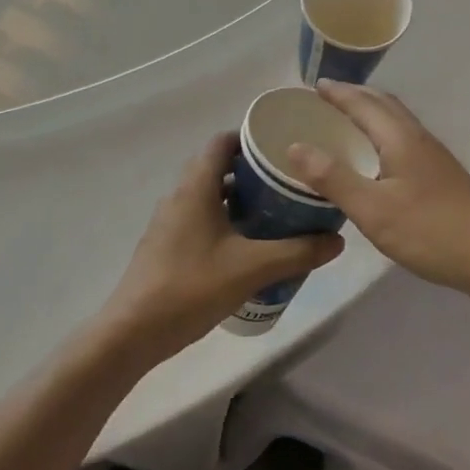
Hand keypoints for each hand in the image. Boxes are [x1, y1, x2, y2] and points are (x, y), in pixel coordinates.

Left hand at [107, 133, 344, 361]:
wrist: (132, 332)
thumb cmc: (191, 287)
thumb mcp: (252, 268)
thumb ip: (297, 252)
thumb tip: (337, 240)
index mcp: (196, 186)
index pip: (222, 142)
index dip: (250, 137)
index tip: (282, 146)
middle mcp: (179, 195)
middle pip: (217, 167)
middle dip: (252, 170)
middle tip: (287, 181)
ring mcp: (169, 221)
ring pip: (209, 195)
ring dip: (239, 197)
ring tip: (274, 211)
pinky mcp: (166, 245)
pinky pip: (200, 217)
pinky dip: (224, 219)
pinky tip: (246, 245)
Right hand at [284, 82, 469, 303]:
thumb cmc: (429, 231)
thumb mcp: (372, 209)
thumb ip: (333, 178)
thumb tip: (294, 146)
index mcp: (399, 138)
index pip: (363, 104)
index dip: (337, 93)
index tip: (312, 87)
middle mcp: (418, 137)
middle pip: (384, 104)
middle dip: (355, 96)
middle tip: (327, 99)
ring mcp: (434, 156)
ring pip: (397, 120)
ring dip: (371, 111)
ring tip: (348, 120)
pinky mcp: (441, 174)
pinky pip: (404, 137)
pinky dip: (383, 131)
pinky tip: (378, 156)